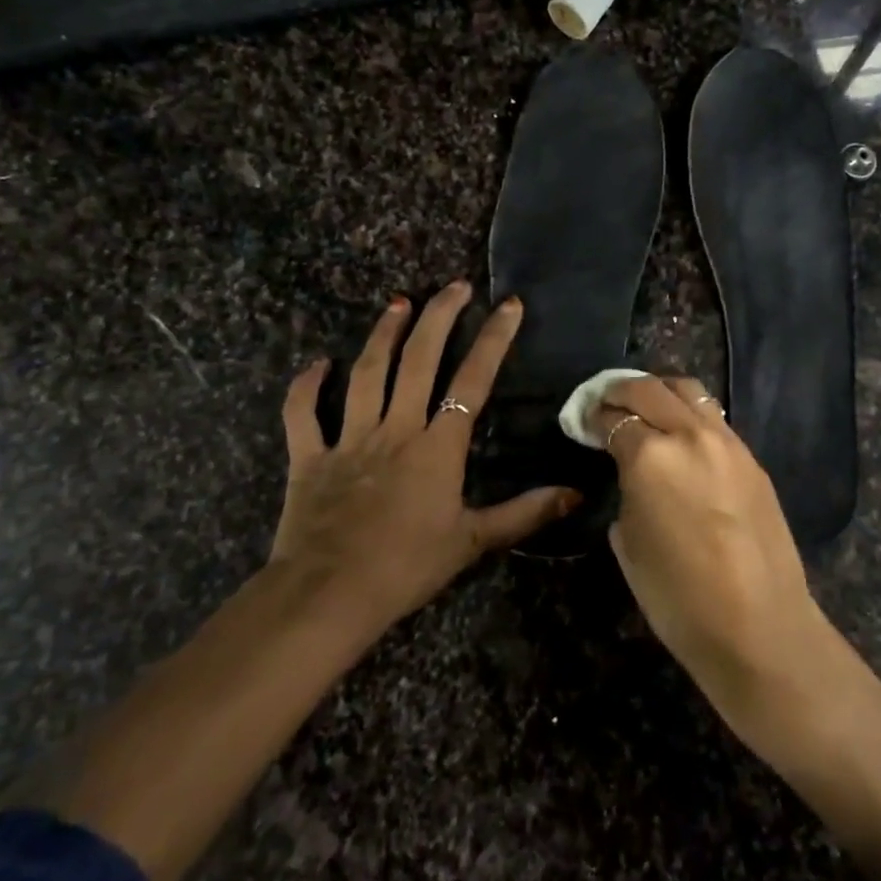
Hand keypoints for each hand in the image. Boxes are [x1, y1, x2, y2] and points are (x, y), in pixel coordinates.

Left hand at [275, 282, 579, 639]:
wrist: (329, 595)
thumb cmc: (407, 567)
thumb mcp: (473, 540)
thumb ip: (525, 512)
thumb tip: (577, 493)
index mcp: (437, 447)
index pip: (472, 381)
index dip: (493, 340)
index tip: (508, 305)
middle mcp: (395, 429)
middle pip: (418, 361)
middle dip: (438, 317)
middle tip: (453, 286)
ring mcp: (349, 439)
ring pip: (365, 374)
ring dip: (382, 335)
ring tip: (398, 303)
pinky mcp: (309, 456)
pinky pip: (302, 414)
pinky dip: (306, 386)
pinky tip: (316, 364)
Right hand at [596, 375, 833, 723]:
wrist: (759, 627)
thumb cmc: (678, 598)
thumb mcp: (628, 542)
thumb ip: (626, 492)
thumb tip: (631, 475)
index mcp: (650, 457)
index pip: (613, 418)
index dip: (592, 417)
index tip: (582, 421)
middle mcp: (689, 435)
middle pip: (649, 389)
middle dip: (619, 390)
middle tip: (604, 402)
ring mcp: (727, 442)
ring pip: (688, 391)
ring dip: (659, 392)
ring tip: (645, 408)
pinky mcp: (752, 458)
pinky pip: (713, 418)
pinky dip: (690, 414)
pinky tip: (682, 436)